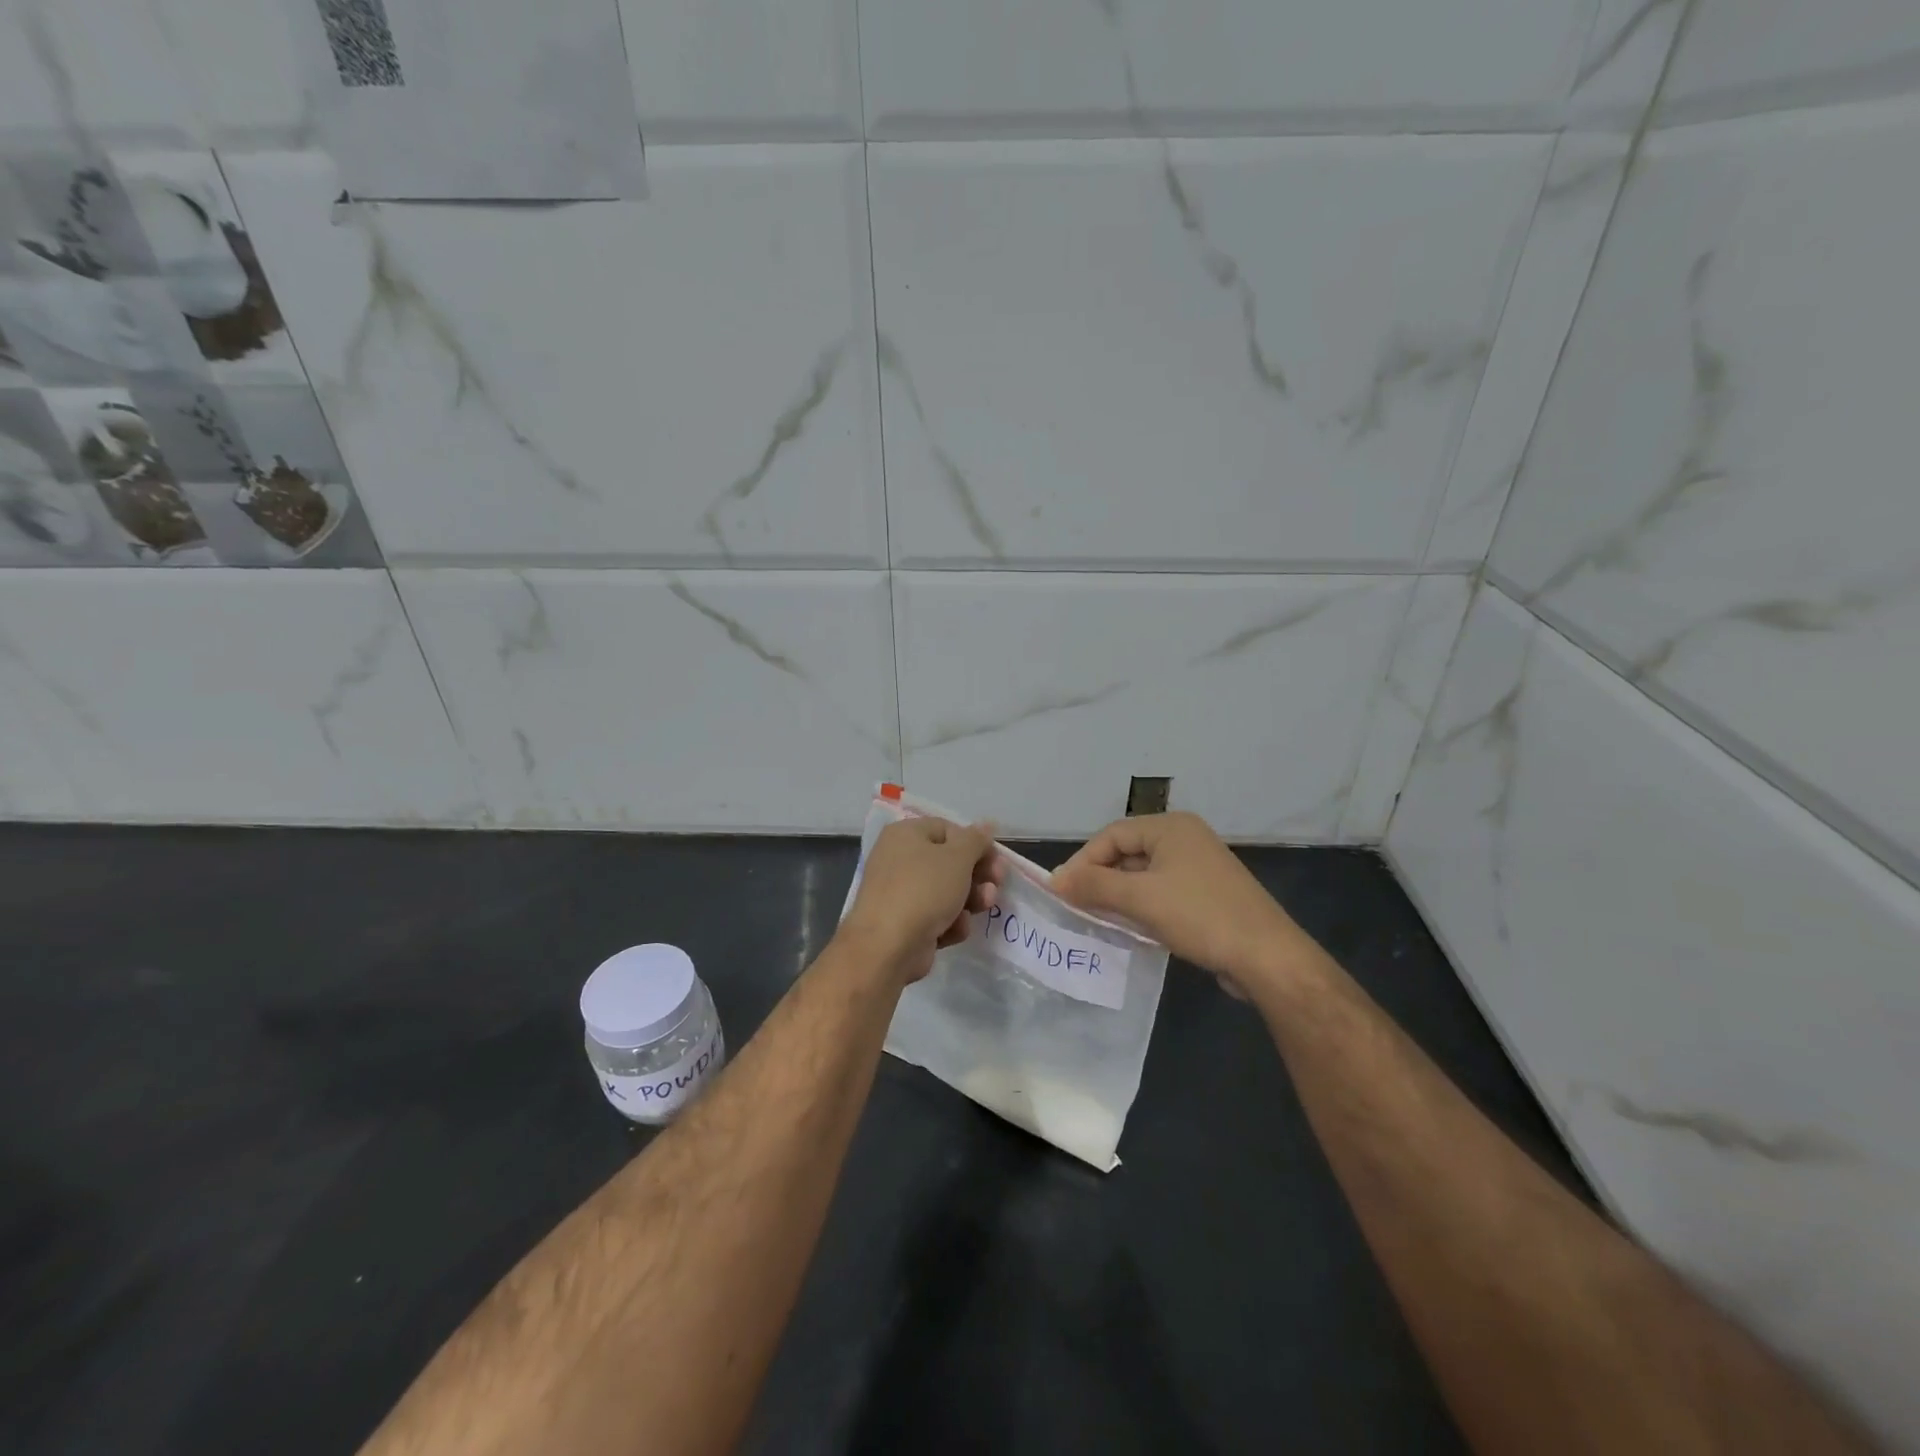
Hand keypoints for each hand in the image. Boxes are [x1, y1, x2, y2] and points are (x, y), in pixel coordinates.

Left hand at [840, 817, 1002, 983]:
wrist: (887, 947)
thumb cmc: (924, 890)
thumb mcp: (958, 857)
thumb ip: (976, 839)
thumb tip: (987, 823)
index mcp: (906, 834)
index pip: (949, 830)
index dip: (975, 844)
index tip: (996, 861)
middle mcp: (899, 859)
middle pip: (949, 863)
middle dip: (977, 876)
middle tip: (995, 886)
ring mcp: (900, 893)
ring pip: (946, 892)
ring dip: (969, 900)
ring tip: (982, 908)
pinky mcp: (904, 924)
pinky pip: (935, 917)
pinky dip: (949, 923)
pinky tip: (955, 930)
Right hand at [1051, 812, 1314, 998]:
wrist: (1267, 958)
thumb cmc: (1200, 916)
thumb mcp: (1140, 899)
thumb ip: (1094, 885)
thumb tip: (1054, 879)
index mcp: (1170, 827)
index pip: (1112, 835)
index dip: (1083, 861)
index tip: (1062, 891)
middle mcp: (1185, 839)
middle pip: (1127, 852)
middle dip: (1100, 879)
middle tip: (1075, 907)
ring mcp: (1198, 867)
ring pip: (1143, 875)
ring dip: (1118, 895)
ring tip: (1095, 919)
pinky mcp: (1207, 894)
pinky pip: (1162, 892)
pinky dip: (1141, 906)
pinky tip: (1129, 928)